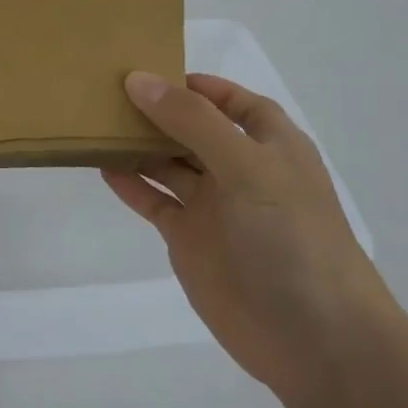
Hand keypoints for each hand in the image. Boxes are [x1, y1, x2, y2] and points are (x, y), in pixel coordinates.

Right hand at [103, 71, 399, 407]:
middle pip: (192, 128)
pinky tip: (101, 166)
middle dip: (157, 110)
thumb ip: (193, 122)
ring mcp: (213, 206)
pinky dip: (130, 184)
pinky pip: (154, 201)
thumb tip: (139, 80)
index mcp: (269, 145)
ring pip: (168, 163)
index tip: (151, 69)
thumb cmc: (291, 238)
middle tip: (106, 90)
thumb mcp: (247, 167)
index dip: (198, 85)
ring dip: (137, 144)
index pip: (233, 102)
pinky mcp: (190, 239)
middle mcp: (240, 169)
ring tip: (94, 122)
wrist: (313, 338)